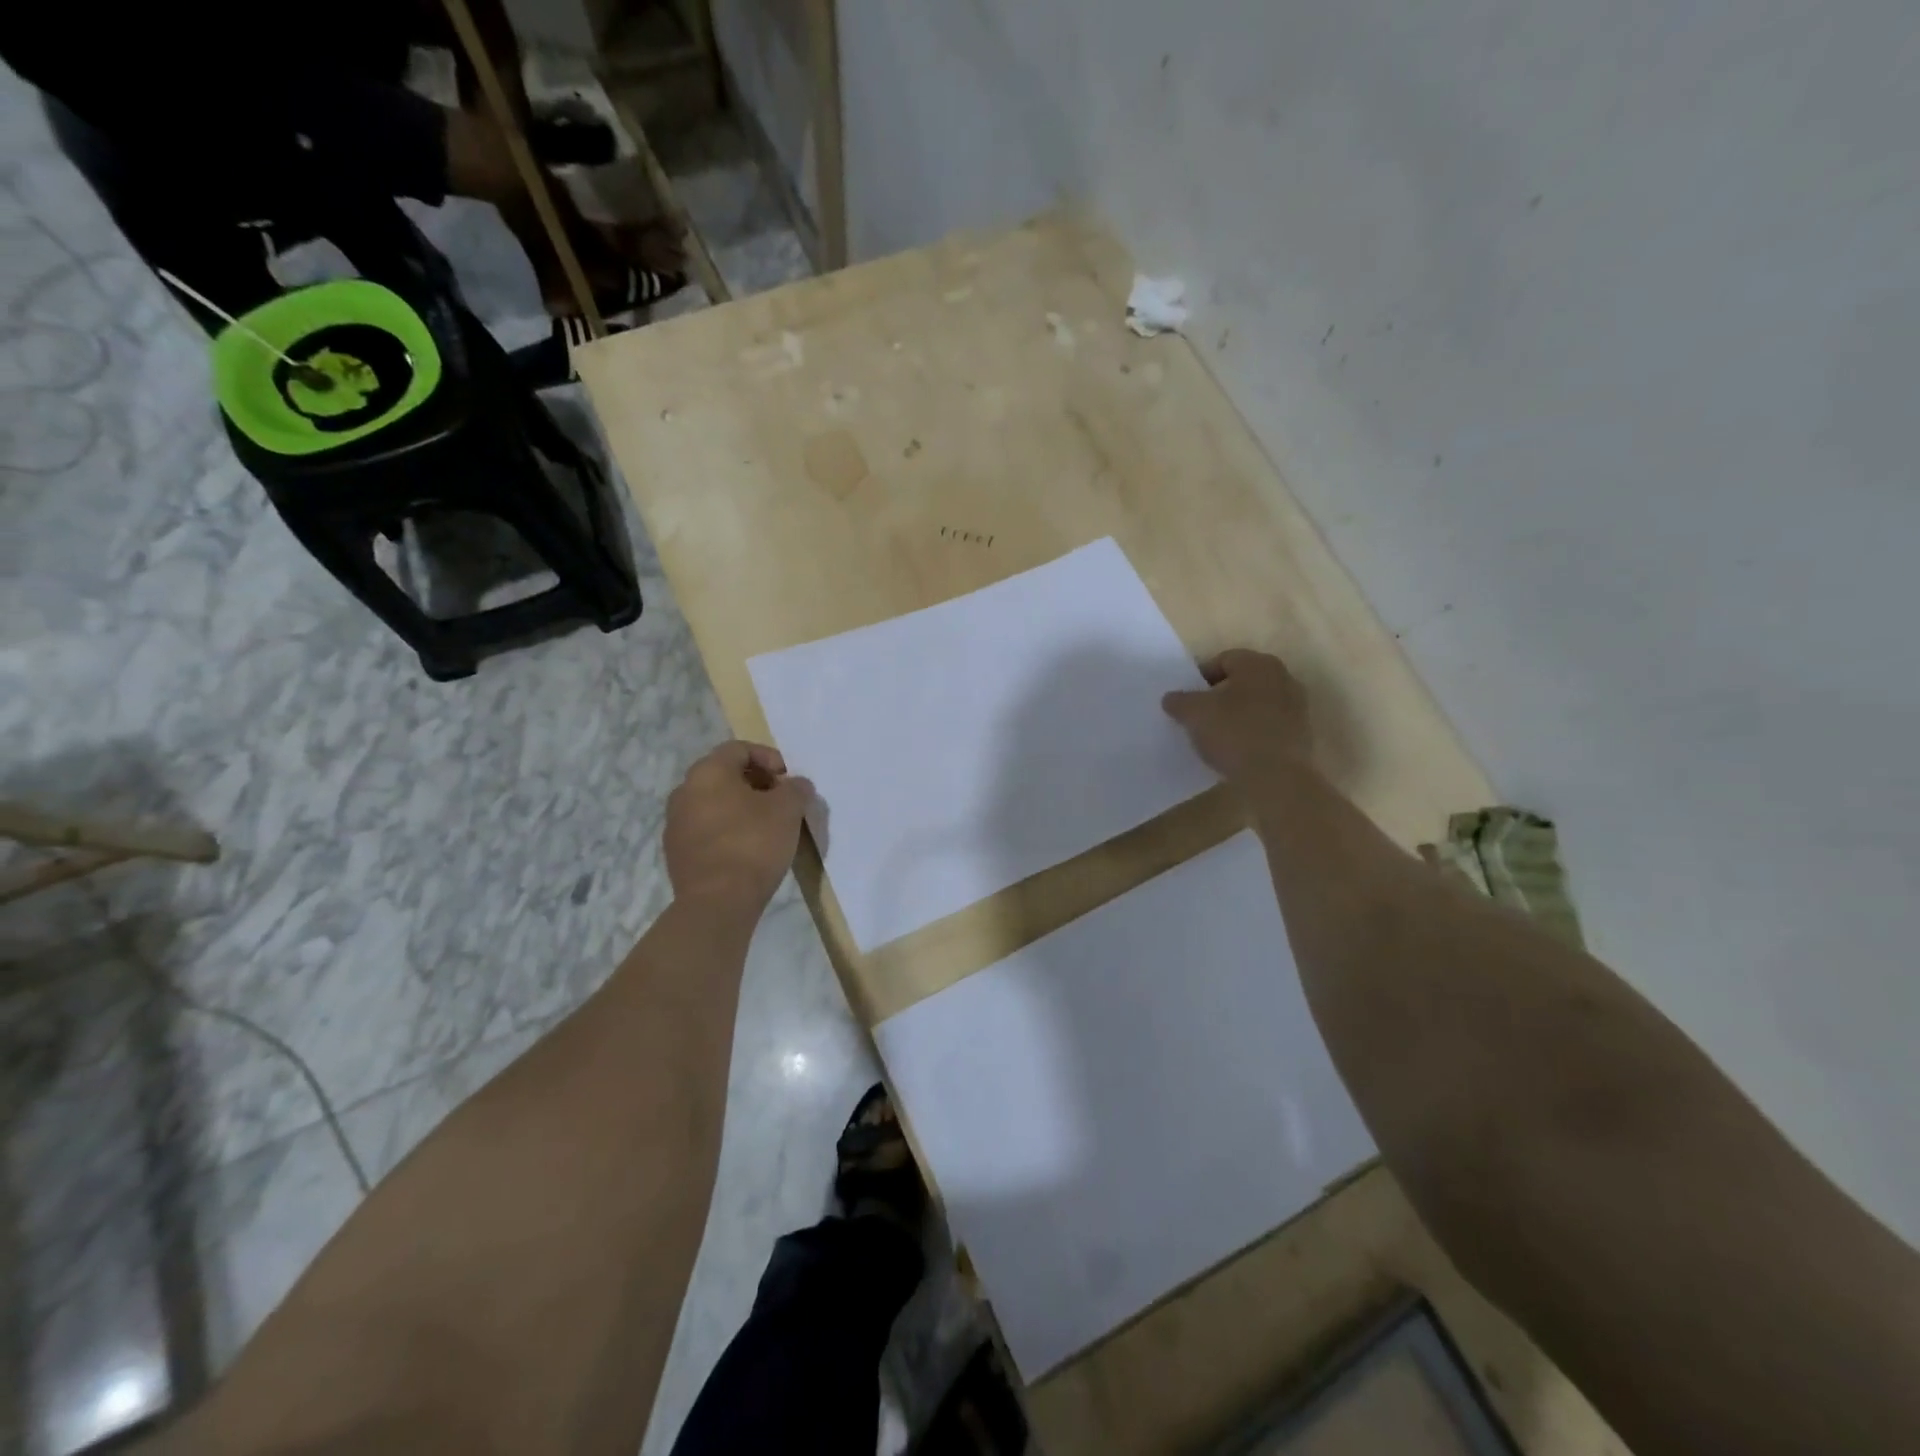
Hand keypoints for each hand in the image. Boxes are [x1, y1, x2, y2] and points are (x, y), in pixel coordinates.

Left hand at [664, 742, 813, 917]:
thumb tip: (796, 785)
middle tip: (780, 800)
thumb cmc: (753, 844)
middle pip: (723, 775)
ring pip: (713, 803)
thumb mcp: (788, 810)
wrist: (717, 902)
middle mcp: (684, 791)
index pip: (738, 749)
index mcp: (708, 772)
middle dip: (755, 783)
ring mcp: (676, 824)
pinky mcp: (676, 853)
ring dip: (740, 807)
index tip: (788, 778)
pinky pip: (706, 830)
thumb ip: (795, 789)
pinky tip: (748, 849)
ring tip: (767, 826)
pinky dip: (727, 830)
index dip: (768, 757)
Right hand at [1161, 649, 1311, 788]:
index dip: (1200, 677)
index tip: (1186, 699)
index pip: (1223, 660)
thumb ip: (1179, 701)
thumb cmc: (1233, 733)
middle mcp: (1283, 678)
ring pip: (1256, 704)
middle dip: (1219, 695)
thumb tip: (1172, 698)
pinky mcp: (1301, 735)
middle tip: (1199, 715)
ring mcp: (1297, 707)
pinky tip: (1236, 750)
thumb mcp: (1194, 714)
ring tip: (1216, 736)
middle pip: (1242, 681)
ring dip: (1236, 715)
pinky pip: (1268, 726)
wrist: (1276, 778)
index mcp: (1258, 664)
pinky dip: (1251, 733)